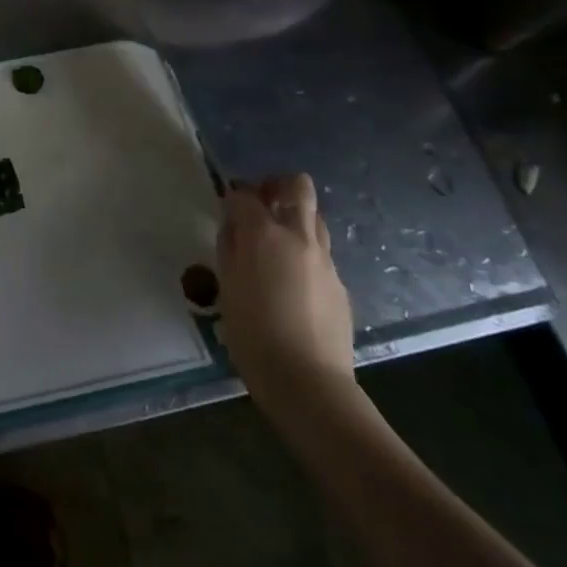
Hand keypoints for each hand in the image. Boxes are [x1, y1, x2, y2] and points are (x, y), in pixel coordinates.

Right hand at [217, 173, 354, 406]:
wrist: (309, 382)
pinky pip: (321, 253)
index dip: (233, 195)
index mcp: (264, 235)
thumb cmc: (254, 335)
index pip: (246, 195)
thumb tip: (233, 227)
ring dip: (295, 216)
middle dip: (277, 184)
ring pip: (315, 218)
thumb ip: (229, 249)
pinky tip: (292, 281)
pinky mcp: (339, 284)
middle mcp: (299, 237)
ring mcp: (325, 260)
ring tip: (276, 242)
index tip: (226, 204)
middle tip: (261, 201)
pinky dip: (305, 252)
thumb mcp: (227, 288)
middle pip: (298, 186)